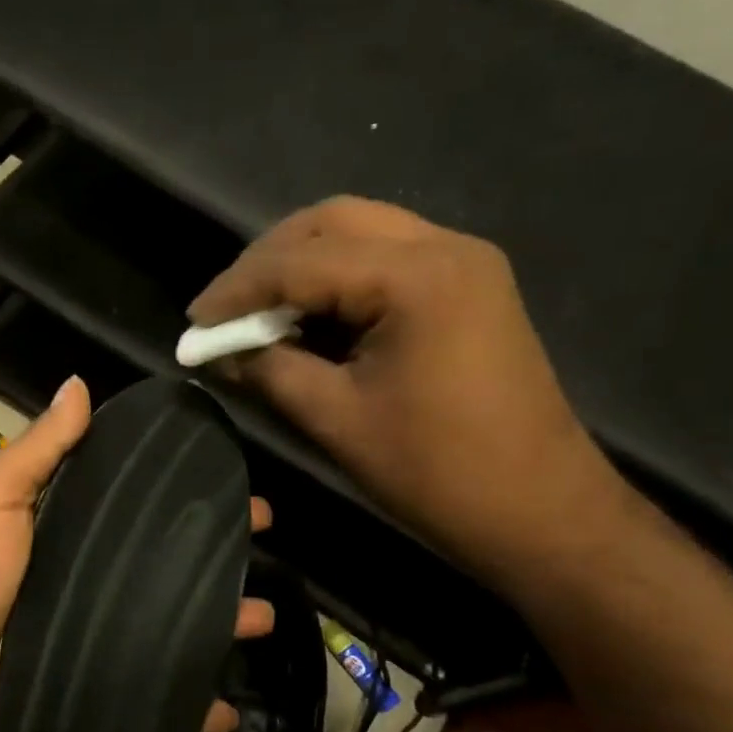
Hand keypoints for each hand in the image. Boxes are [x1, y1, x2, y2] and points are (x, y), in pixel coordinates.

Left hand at [0, 377, 274, 731]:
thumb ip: (40, 450)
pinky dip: (191, 706)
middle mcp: (92, 583)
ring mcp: (98, 639)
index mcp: (72, 534)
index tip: (238, 490)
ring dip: (221, 625)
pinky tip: (229, 708)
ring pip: (175, 629)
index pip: (145, 511)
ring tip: (264, 620)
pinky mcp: (96, 690)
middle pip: (170, 569)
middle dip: (220, 562)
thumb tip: (79, 384)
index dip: (189, 499)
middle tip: (267, 554)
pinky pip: (155, 698)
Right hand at [189, 196, 632, 589]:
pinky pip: (386, 262)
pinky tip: (308, 320)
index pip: (302, 261)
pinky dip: (337, 282)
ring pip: (361, 235)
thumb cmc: (436, 472)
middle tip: (225, 309)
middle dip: (267, 262)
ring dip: (301, 267)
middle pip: (333, 222)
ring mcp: (463, 265)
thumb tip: (219, 352)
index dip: (237, 290)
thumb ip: (270, 372)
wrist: (538, 509)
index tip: (193, 323)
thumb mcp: (337, 420)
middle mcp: (445, 248)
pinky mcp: (467, 290)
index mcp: (416, 277)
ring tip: (257, 314)